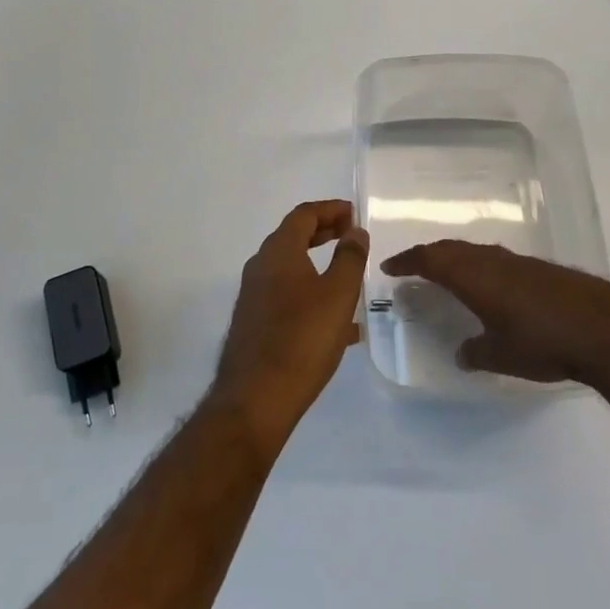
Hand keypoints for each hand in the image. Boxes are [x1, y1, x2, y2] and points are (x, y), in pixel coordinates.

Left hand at [211, 200, 368, 451]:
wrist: (255, 399)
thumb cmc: (302, 339)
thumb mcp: (338, 294)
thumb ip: (350, 258)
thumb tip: (355, 231)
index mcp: (278, 251)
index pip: (304, 214)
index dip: (330, 209)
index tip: (354, 213)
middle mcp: (260, 267)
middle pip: (294, 238)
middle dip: (324, 233)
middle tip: (351, 237)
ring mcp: (253, 296)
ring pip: (291, 270)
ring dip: (319, 267)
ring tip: (350, 281)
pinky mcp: (254, 324)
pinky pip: (287, 297)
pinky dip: (311, 296)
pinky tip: (338, 327)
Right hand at [381, 241, 609, 383]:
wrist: (603, 328)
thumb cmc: (542, 341)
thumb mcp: (500, 355)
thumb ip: (476, 353)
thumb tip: (463, 353)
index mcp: (472, 275)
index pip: (429, 260)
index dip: (407, 262)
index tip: (389, 267)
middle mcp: (490, 260)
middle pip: (450, 249)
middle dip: (428, 256)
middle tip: (412, 267)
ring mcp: (517, 261)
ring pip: (474, 252)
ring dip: (455, 259)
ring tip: (445, 274)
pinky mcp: (538, 270)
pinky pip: (495, 260)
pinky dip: (479, 267)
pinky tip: (488, 287)